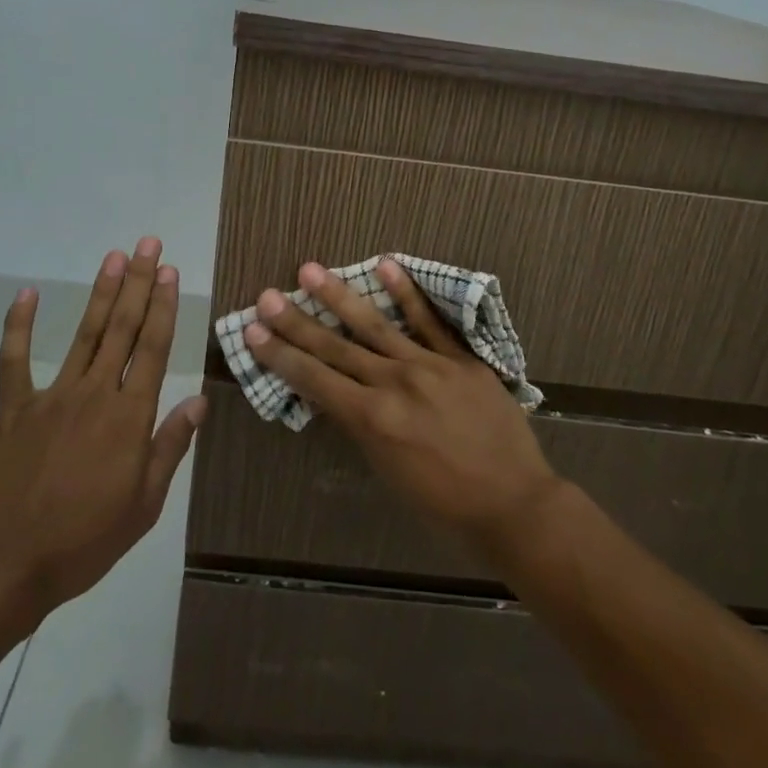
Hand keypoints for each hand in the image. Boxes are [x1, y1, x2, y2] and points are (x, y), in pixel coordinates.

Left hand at [0, 237, 205, 622]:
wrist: (4, 567)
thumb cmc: (84, 541)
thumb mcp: (144, 504)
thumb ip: (170, 446)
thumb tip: (198, 399)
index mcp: (128, 418)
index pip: (152, 349)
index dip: (162, 306)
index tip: (169, 272)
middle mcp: (94, 395)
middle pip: (121, 329)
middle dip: (137, 283)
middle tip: (147, 245)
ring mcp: (50, 397)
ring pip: (82, 334)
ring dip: (99, 293)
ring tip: (113, 257)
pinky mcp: (13, 409)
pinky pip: (14, 360)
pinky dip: (19, 325)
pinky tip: (26, 294)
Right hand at [242, 258, 563, 550]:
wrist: (514, 503)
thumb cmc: (446, 503)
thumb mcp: (389, 472)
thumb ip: (363, 427)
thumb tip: (339, 395)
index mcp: (372, 420)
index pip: (314, 380)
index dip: (280, 355)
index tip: (253, 331)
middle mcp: (393, 385)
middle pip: (335, 348)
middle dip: (296, 322)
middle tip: (267, 296)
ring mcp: (429, 366)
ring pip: (375, 325)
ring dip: (339, 296)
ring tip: (310, 269)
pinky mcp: (460, 358)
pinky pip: (429, 321)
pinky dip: (406, 293)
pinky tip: (386, 264)